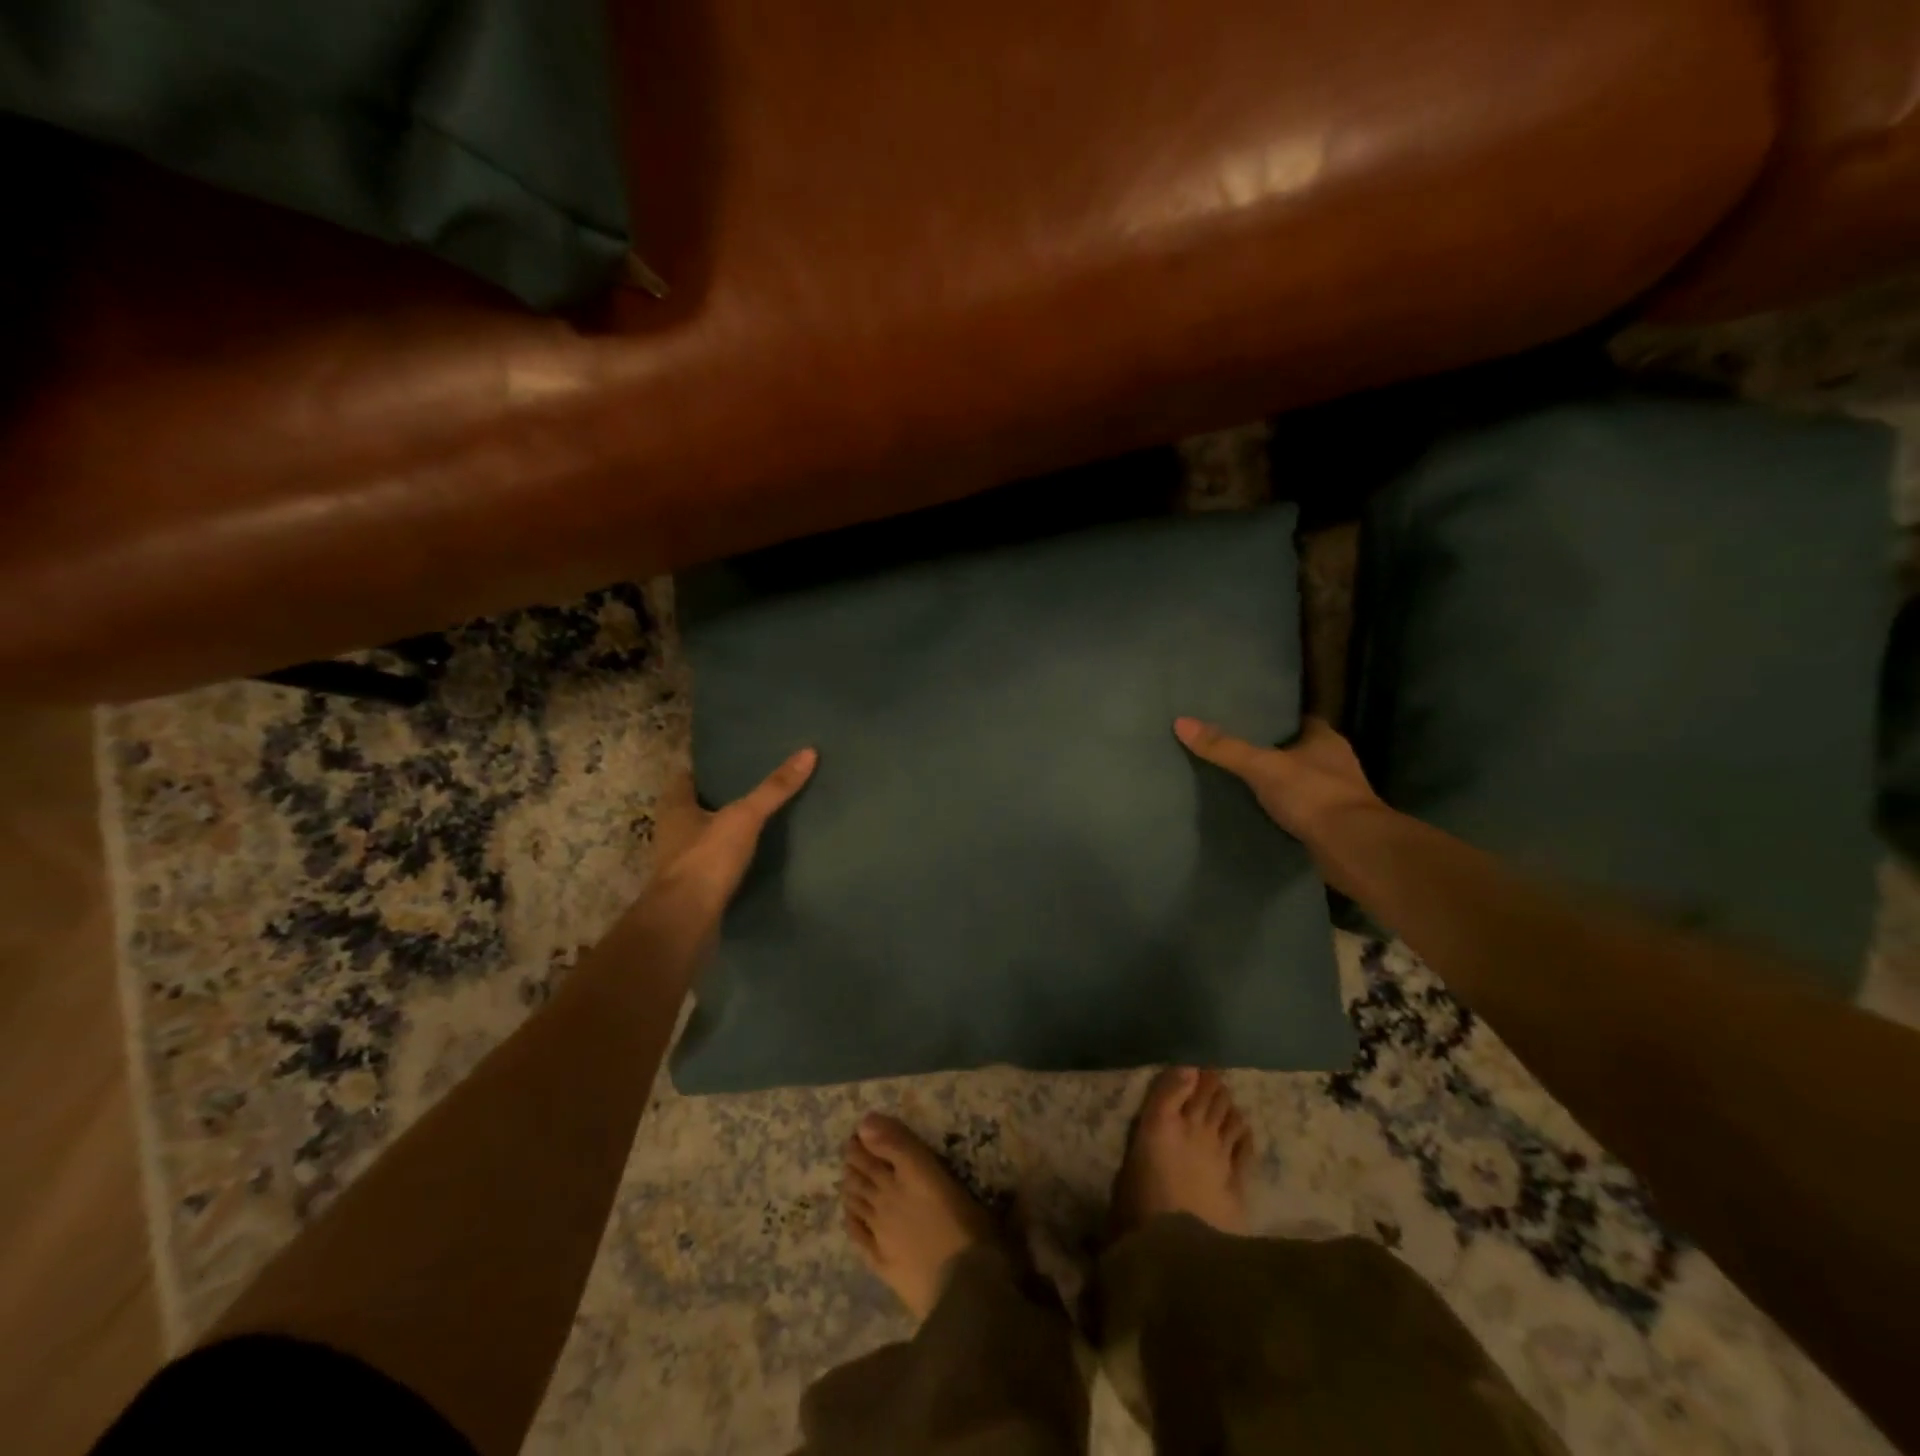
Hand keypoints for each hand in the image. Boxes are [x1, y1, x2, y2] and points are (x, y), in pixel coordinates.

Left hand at [647, 747, 817, 918]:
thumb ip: (774, 789)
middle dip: (719, 799)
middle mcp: (671, 832)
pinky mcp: (693, 889)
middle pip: (695, 807)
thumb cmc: (706, 859)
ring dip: (725, 831)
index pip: (686, 778)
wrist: (685, 921)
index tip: (734, 761)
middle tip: (754, 787)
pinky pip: (713, 865)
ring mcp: (680, 863)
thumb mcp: (745, 817)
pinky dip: (729, 859)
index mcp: (674, 807)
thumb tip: (808, 752)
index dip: (707, 769)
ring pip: (703, 837)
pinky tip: (755, 857)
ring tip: (759, 820)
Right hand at [1173, 715, 1381, 843]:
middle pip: (1299, 750)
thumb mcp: (1261, 766)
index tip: (1248, 720)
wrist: (1352, 849)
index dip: (1276, 719)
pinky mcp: (1332, 824)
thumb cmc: (1313, 795)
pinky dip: (1284, 810)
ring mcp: (1337, 795)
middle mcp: (1336, 763)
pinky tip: (1259, 812)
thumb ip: (1224, 748)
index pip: (1299, 720)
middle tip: (1236, 749)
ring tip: (1241, 781)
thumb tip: (1181, 722)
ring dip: (1279, 783)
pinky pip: (1301, 809)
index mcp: (1326, 739)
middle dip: (1273, 752)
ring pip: (1301, 781)